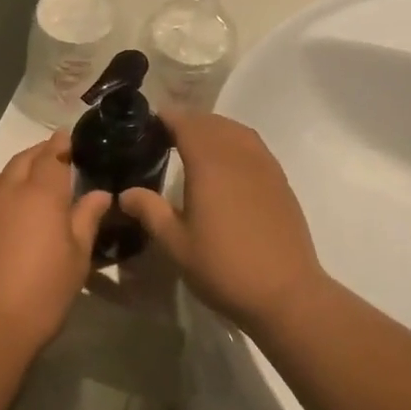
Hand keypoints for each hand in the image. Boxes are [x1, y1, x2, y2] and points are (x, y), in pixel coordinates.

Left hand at [0, 133, 111, 350]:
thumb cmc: (42, 292)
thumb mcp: (77, 258)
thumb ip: (87, 219)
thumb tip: (99, 194)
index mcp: (40, 193)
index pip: (52, 155)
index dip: (62, 144)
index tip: (71, 139)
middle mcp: (7, 191)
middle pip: (24, 160)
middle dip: (40, 153)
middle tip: (57, 155)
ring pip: (2, 178)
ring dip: (19, 172)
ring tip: (35, 182)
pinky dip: (3, 195)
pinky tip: (11, 213)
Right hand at [118, 113, 329, 331]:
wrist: (285, 292)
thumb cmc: (223, 268)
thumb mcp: (176, 244)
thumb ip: (150, 212)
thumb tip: (126, 193)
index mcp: (210, 164)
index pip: (187, 124)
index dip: (168, 118)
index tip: (150, 121)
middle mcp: (239, 156)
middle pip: (213, 123)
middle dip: (190, 121)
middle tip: (168, 133)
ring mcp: (265, 167)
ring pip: (237, 131)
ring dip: (215, 129)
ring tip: (196, 143)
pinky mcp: (280, 182)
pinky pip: (255, 147)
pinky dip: (236, 142)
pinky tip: (228, 164)